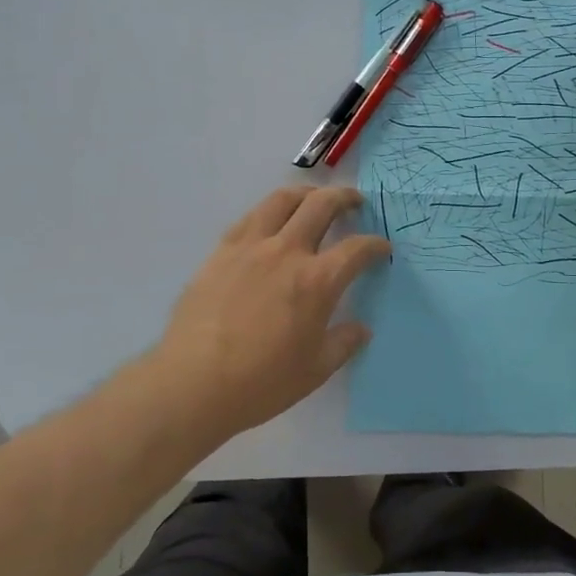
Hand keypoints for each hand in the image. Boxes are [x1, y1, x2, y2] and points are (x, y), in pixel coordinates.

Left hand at [141, 186, 390, 442]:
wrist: (193, 383)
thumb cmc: (261, 382)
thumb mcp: (315, 370)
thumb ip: (343, 344)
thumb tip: (362, 329)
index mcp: (317, 281)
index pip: (357, 249)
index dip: (375, 244)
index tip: (382, 247)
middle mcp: (287, 252)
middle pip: (322, 205)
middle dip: (345, 198)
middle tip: (355, 201)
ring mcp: (250, 247)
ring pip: (282, 199)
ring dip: (306, 193)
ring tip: (314, 198)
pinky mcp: (221, 251)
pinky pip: (250, 217)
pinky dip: (269, 211)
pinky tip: (271, 221)